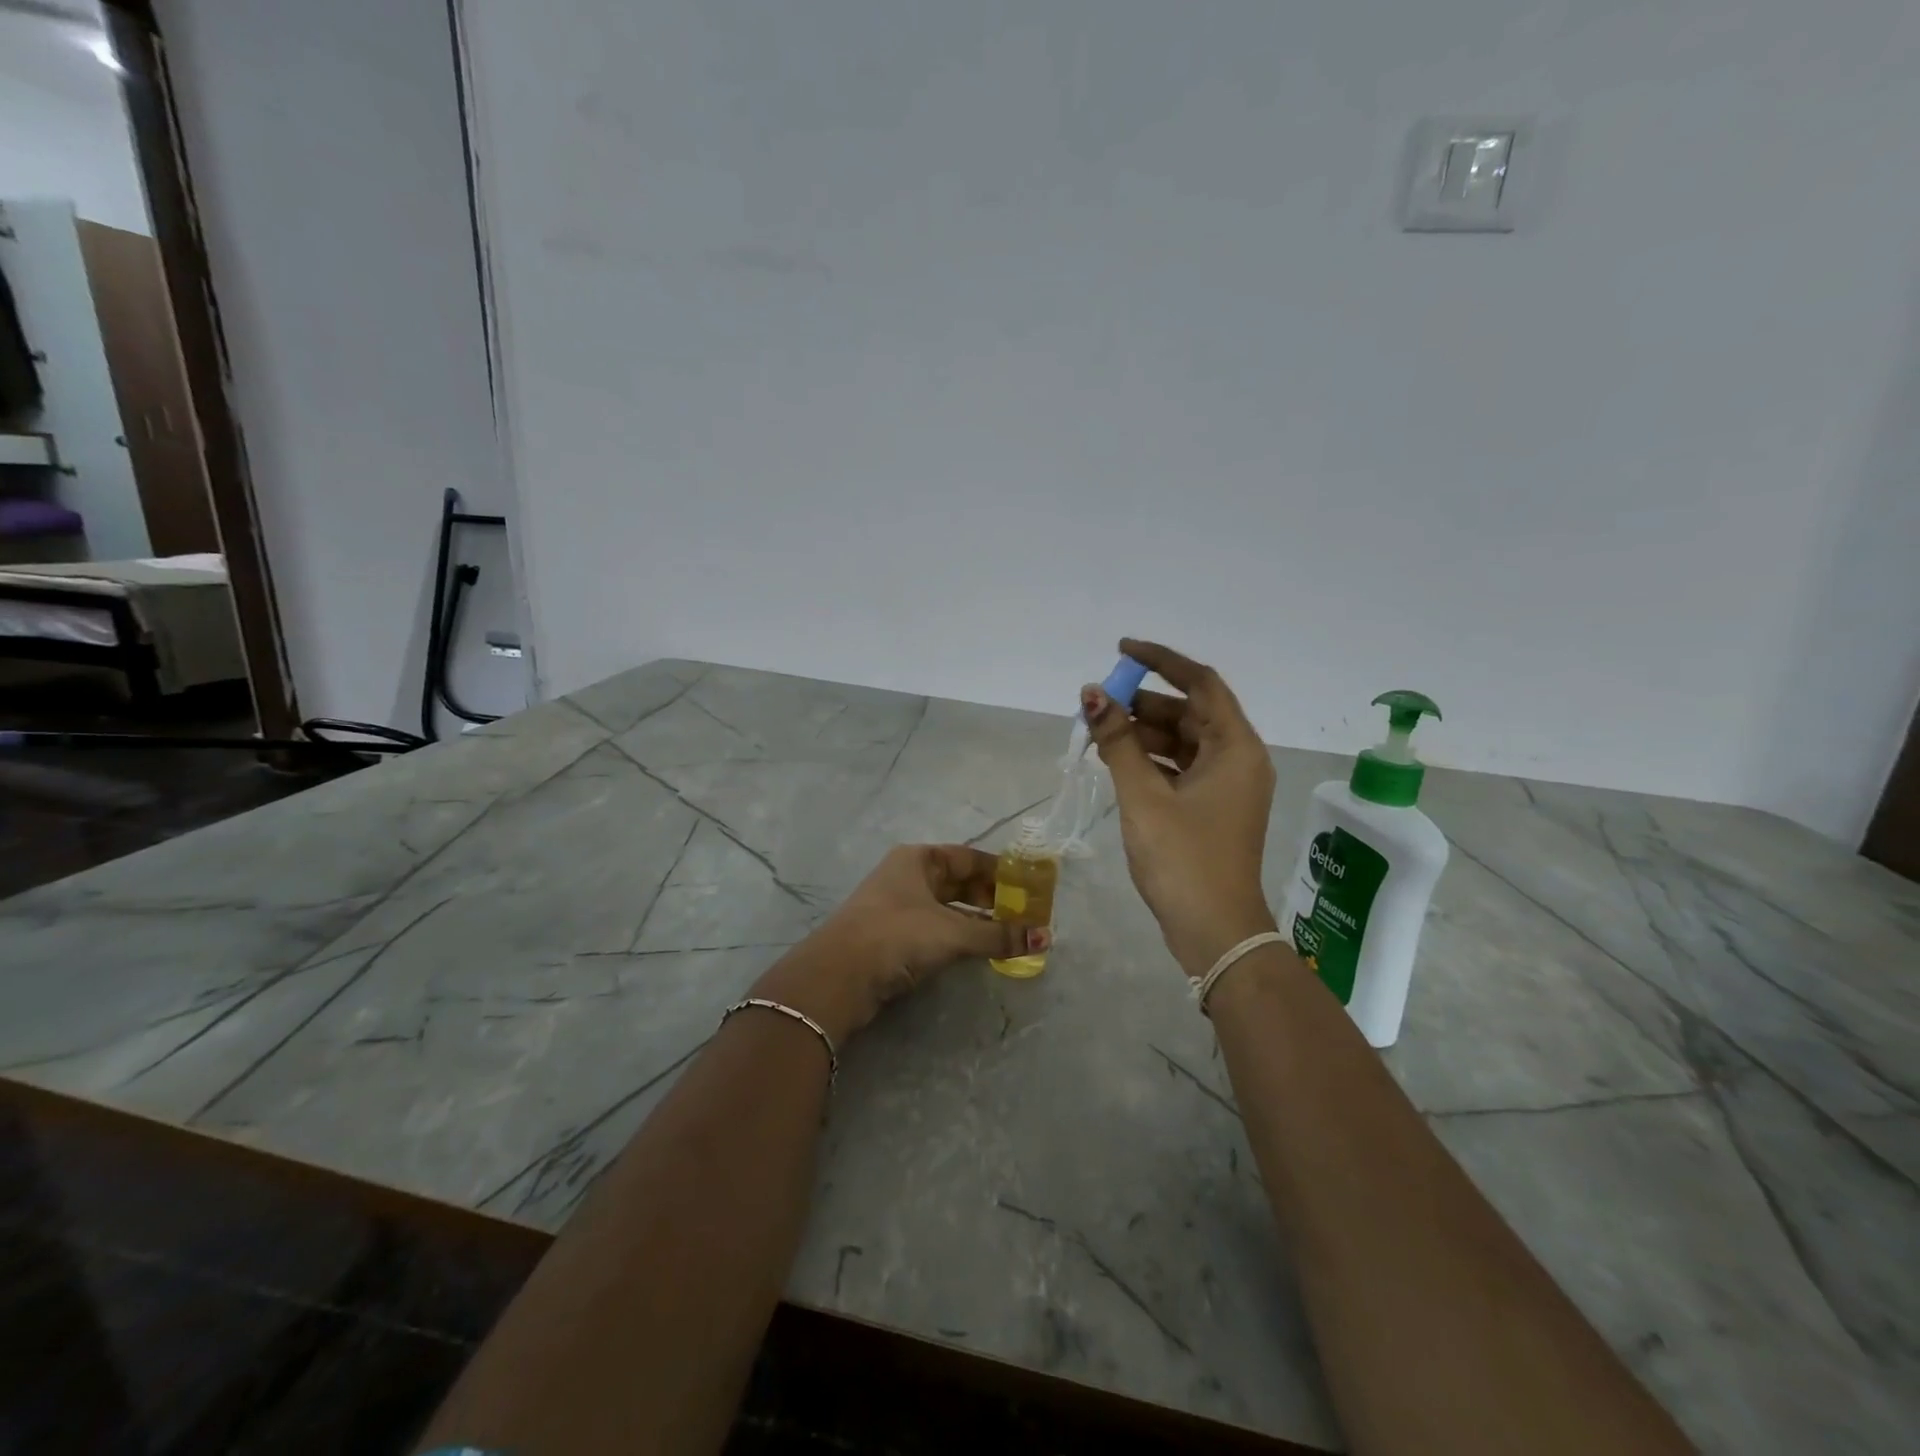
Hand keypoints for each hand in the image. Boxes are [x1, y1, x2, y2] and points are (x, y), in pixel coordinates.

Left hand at [750, 844, 1048, 1043]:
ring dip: (976, 920)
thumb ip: (998, 935)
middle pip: (958, 882)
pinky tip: (977, 951)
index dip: (1000, 871)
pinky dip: (958, 936)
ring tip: (1008, 935)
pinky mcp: (891, 938)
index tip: (1029, 887)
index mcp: (918, 860)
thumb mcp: (952, 932)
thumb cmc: (898, 934)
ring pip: (947, 908)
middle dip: (991, 898)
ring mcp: (897, 907)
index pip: (968, 857)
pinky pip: (935, 929)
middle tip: (1024, 915)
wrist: (838, 976)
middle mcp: (907, 877)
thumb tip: (1045, 937)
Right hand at [1083, 638, 1277, 975]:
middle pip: (1190, 712)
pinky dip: (1151, 760)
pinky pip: (1181, 767)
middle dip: (1144, 703)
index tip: (1121, 650)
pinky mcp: (1212, 808)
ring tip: (1099, 733)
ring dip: (1143, 733)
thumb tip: (1093, 694)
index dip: (1161, 661)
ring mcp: (1227, 786)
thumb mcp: (1144, 796)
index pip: (1201, 683)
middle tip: (1099, 703)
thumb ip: (1118, 742)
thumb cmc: (1183, 859)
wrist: (1215, 932)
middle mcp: (1238, 759)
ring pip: (1183, 741)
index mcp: (1235, 748)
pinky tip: (1117, 762)